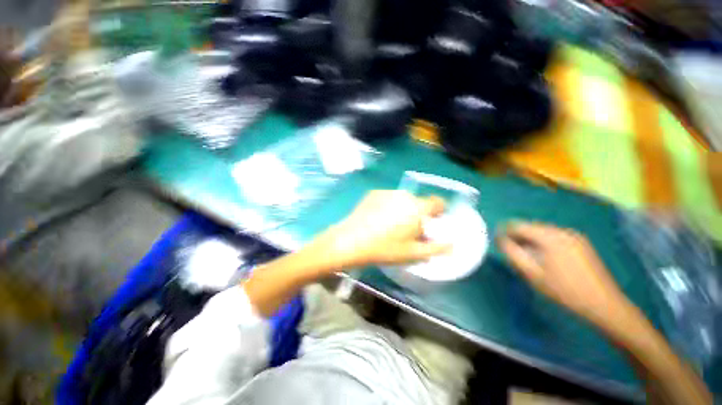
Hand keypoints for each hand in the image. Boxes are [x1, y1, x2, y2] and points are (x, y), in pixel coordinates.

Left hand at [316, 190, 450, 268]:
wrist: (351, 240)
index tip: (431, 224)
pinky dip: (389, 206)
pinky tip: (378, 219)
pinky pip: (388, 198)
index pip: (438, 202)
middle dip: (418, 214)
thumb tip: (451, 244)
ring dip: (403, 209)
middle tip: (409, 230)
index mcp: (417, 207)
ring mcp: (387, 192)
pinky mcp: (373, 193)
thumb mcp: (413, 253)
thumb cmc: (385, 248)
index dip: (438, 212)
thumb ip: (436, 248)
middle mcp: (404, 195)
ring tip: (391, 225)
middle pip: (419, 202)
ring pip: (403, 199)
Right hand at [497, 222, 632, 330]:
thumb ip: (512, 253)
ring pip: (542, 231)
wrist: (603, 304)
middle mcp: (562, 231)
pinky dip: (543, 242)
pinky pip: (554, 236)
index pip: (519, 225)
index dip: (504, 231)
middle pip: (531, 226)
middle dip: (518, 236)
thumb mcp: (532, 274)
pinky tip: (544, 256)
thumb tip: (499, 239)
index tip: (497, 241)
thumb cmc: (564, 291)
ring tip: (527, 254)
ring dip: (530, 239)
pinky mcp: (580, 242)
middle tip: (512, 250)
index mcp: (550, 237)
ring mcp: (574, 235)